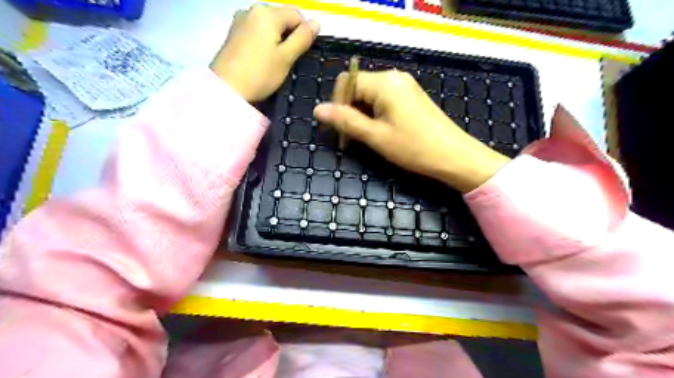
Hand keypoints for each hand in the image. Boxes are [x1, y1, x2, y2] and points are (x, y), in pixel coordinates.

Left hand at [212, 6, 318, 102]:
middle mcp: (253, 9)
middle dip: (290, 36)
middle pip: (282, 18)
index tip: (301, 55)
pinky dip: (264, 42)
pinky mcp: (234, 32)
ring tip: (275, 62)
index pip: (297, 15)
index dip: (304, 33)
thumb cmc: (260, 74)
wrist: (227, 89)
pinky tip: (262, 59)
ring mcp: (241, 20)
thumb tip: (317, 22)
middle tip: (288, 60)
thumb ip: (303, 38)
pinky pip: (257, 31)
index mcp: (267, 13)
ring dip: (277, 40)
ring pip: (269, 25)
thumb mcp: (287, 57)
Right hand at [313, 70, 508, 192]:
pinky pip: (384, 99)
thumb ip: (346, 121)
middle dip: (350, 109)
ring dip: (362, 114)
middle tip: (353, 136)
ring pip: (370, 94)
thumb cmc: (413, 147)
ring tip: (369, 136)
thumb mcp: (375, 136)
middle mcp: (394, 77)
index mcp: (384, 83)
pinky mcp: (411, 96)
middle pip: (359, 86)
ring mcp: (405, 86)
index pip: (347, 81)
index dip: (338, 103)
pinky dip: (375, 113)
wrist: (454, 156)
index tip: (341, 128)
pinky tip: (382, 131)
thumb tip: (318, 110)